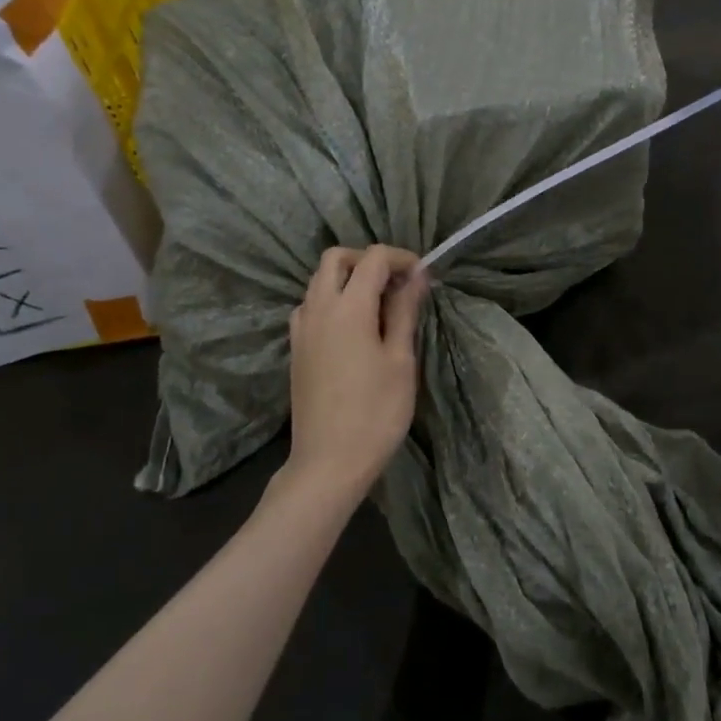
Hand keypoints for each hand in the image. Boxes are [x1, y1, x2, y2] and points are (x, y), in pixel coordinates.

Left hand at [284, 246, 426, 498]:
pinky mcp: (296, 349)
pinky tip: (356, 329)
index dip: (402, 259)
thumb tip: (417, 276)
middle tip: (398, 285)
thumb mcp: (400, 359)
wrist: (329, 462)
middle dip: (368, 261)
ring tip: (380, 306)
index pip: (372, 259)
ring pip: (319, 281)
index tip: (424, 278)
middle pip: (336, 258)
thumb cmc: (376, 411)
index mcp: (347, 308)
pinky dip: (334, 301)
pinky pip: (312, 306)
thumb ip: (405, 311)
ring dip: (349, 279)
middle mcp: (317, 309)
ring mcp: (301, 329)